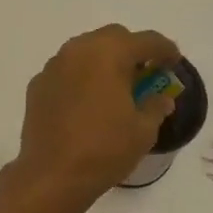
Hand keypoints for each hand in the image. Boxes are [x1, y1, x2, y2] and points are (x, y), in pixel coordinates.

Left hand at [16, 25, 178, 197]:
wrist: (52, 174)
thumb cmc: (104, 149)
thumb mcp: (143, 131)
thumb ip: (156, 106)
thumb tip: (161, 98)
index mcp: (109, 54)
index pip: (146, 40)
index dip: (165, 49)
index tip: (174, 62)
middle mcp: (78, 50)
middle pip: (113, 37)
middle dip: (132, 50)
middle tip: (144, 73)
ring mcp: (54, 65)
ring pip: (86, 50)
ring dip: (104, 60)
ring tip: (115, 86)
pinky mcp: (38, 84)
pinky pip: (66, 70)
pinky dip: (81, 77)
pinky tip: (87, 101)